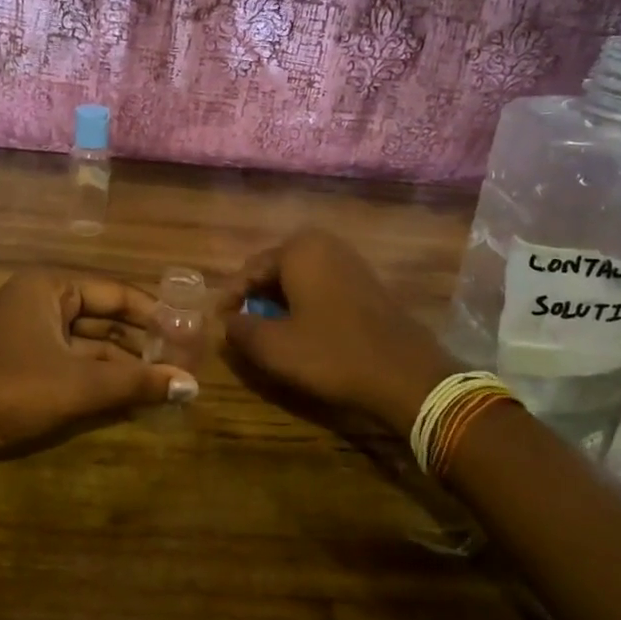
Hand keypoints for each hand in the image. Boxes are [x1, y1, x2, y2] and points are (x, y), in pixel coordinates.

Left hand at [0, 270, 198, 458]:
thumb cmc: (7, 389)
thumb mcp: (77, 386)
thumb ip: (135, 383)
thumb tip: (192, 387)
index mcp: (51, 288)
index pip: (117, 293)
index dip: (156, 315)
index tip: (190, 335)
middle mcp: (41, 302)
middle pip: (104, 317)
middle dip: (141, 342)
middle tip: (182, 362)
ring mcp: (29, 333)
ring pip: (88, 344)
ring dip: (122, 364)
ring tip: (164, 383)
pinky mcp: (21, 363)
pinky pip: (70, 363)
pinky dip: (97, 379)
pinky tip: (128, 397)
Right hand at [222, 228, 457, 435]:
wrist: (404, 375)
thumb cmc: (331, 354)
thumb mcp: (274, 346)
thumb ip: (240, 329)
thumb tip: (225, 322)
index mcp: (299, 248)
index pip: (249, 269)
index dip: (230, 299)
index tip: (217, 324)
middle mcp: (325, 244)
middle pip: (275, 271)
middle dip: (256, 299)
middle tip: (239, 328)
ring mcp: (350, 262)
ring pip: (299, 280)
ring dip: (279, 303)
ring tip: (266, 333)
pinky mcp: (367, 283)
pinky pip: (322, 288)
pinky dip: (305, 306)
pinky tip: (301, 332)